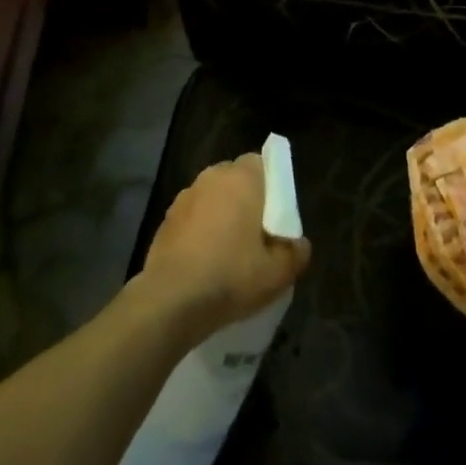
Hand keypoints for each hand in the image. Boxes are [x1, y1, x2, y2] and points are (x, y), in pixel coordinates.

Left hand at [136, 154, 310, 345]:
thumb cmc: (230, 276)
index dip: (271, 186)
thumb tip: (299, 243)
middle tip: (256, 232)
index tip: (275, 214)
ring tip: (229, 249)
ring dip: (221, 213)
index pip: (262, 163)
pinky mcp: (166, 218)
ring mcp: (185, 196)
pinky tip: (205, 259)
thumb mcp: (278, 274)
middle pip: (236, 178)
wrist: (170, 301)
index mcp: (242, 178)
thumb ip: (296, 253)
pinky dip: (201, 229)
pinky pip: (193, 216)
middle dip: (247, 198)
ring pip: (213, 197)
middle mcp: (212, 177)